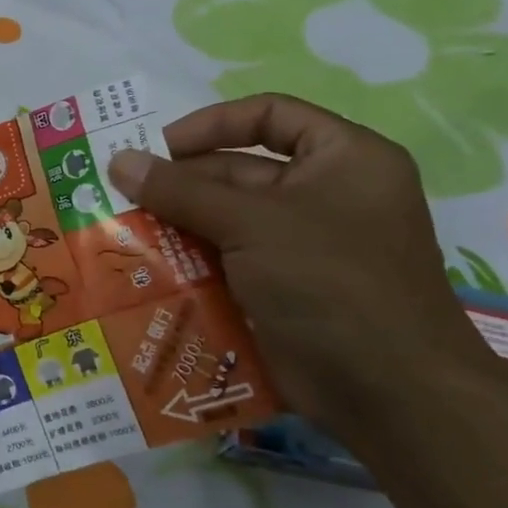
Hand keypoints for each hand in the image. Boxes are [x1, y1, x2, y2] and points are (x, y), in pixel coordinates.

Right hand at [106, 94, 493, 429]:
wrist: (388, 393)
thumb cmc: (331, 281)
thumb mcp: (252, 223)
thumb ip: (181, 190)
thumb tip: (118, 160)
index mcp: (343, 159)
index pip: (269, 115)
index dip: (211, 123)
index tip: (158, 146)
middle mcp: (324, 195)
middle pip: (237, 172)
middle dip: (179, 184)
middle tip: (118, 194)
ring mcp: (301, 246)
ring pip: (224, 220)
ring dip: (175, 224)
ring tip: (118, 229)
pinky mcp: (279, 289)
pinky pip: (224, 261)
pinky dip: (187, 262)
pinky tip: (141, 268)